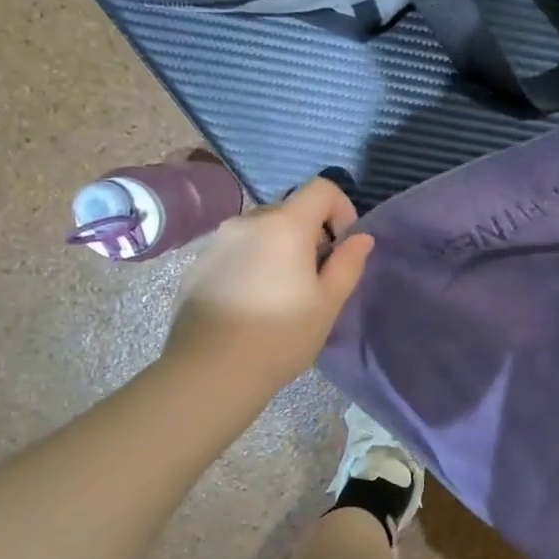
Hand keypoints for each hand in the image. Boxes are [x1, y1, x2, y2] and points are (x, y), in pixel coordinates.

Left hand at [164, 177, 374, 384]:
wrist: (210, 370)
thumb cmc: (281, 334)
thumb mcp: (328, 302)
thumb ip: (348, 263)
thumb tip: (361, 237)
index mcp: (285, 225)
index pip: (321, 188)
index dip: (341, 209)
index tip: (342, 246)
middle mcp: (248, 221)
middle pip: (290, 209)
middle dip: (310, 234)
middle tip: (316, 277)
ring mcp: (217, 241)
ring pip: (261, 230)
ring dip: (280, 248)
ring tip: (282, 292)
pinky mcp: (197, 264)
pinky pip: (236, 250)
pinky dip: (253, 262)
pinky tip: (252, 302)